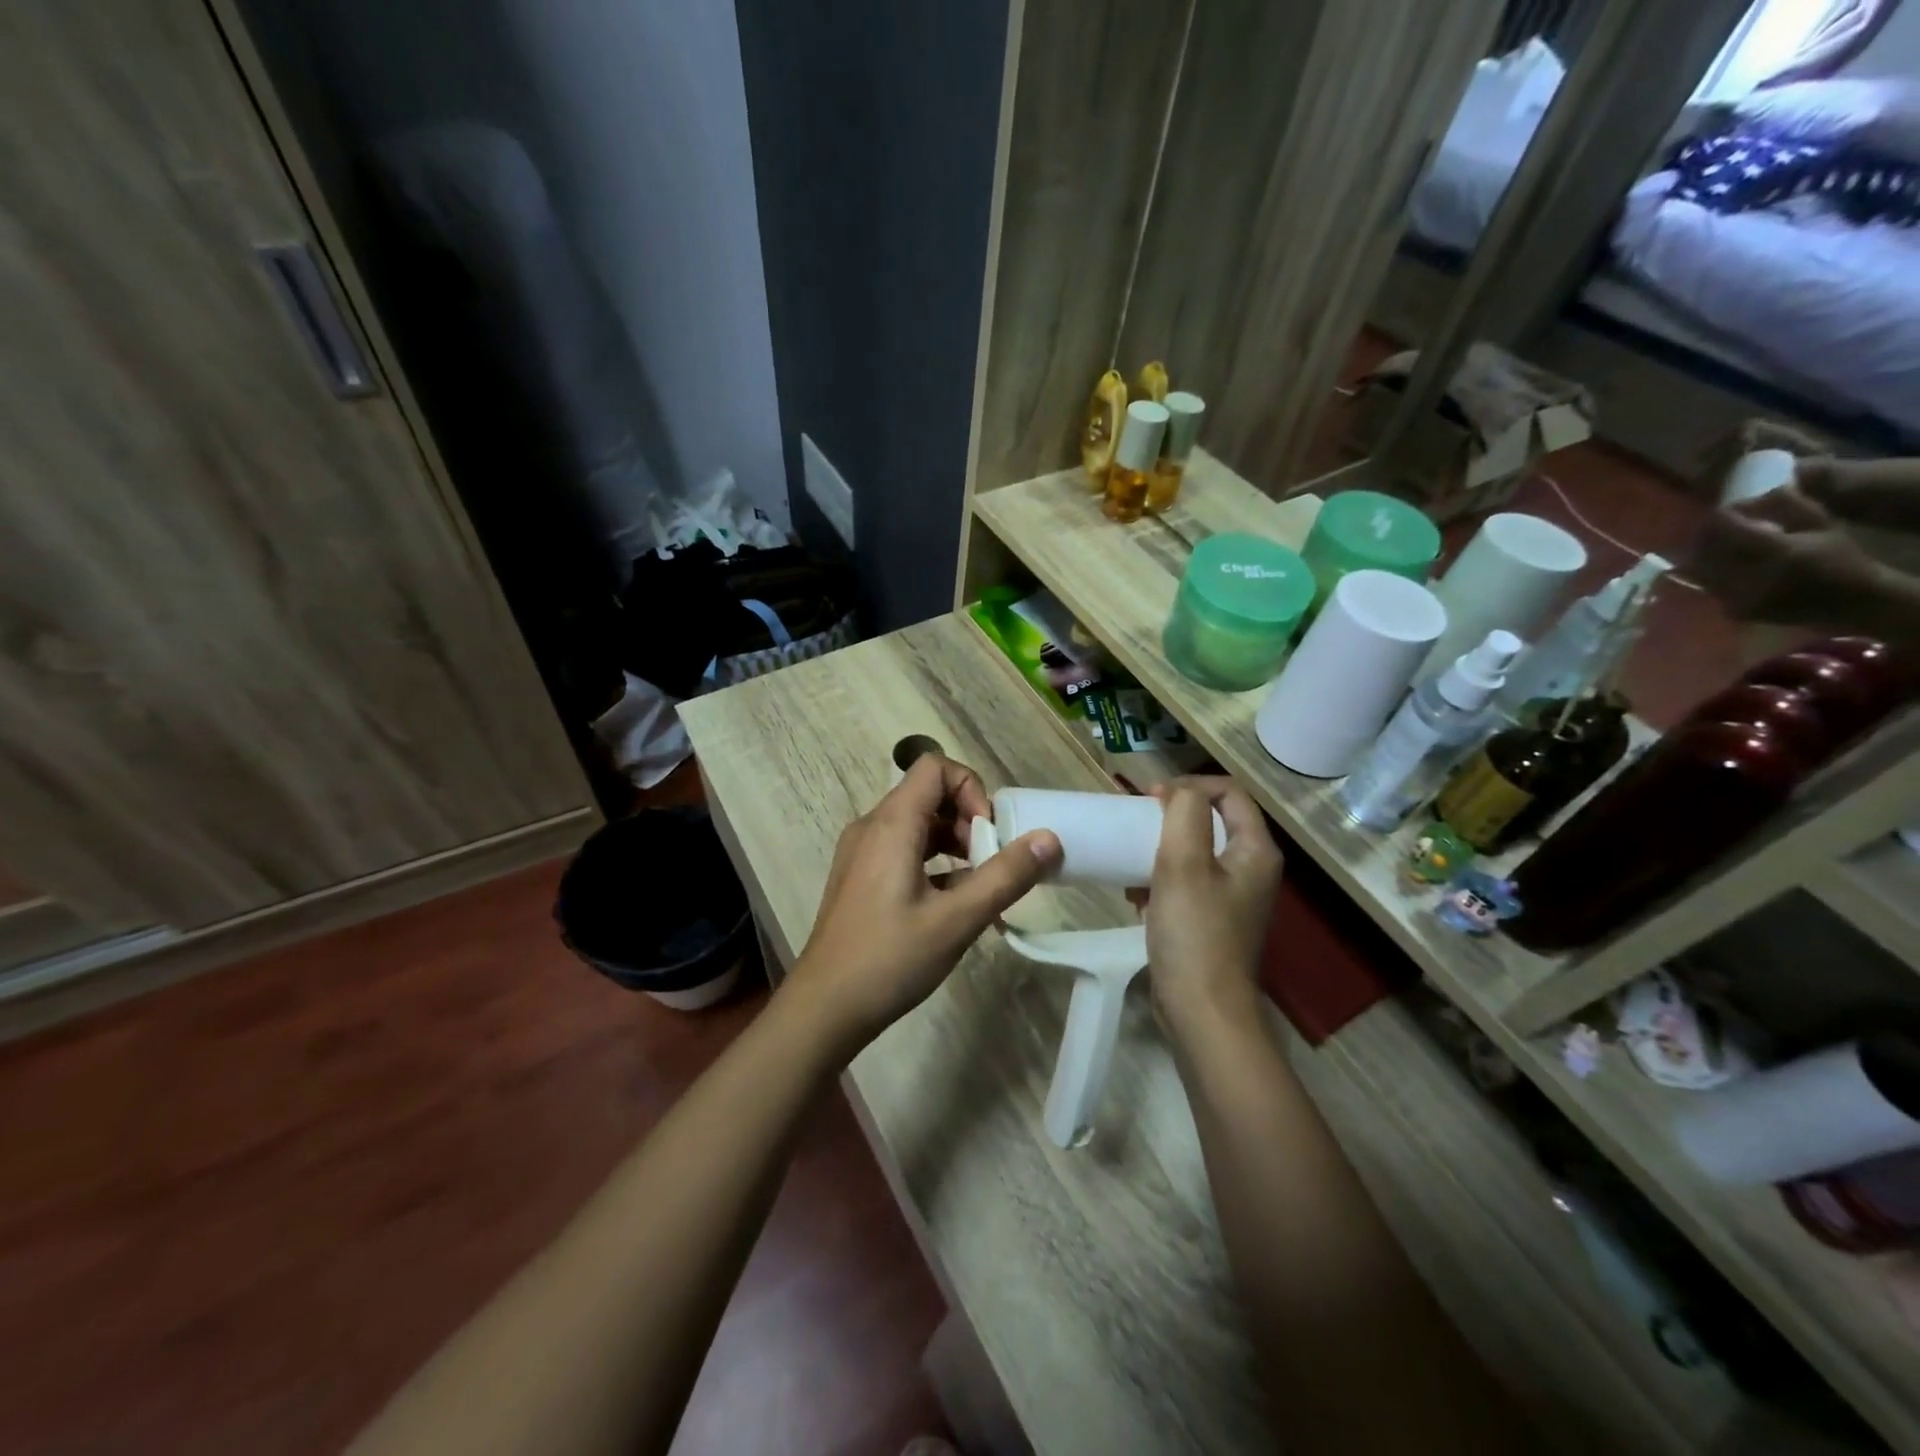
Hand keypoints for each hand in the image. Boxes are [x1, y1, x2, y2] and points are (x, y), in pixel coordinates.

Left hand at [786, 754, 1060, 1052]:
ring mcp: (862, 852)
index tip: (990, 834)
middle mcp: (872, 827)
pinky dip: (935, 864)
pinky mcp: (861, 877)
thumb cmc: (889, 959)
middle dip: (969, 820)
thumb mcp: (957, 919)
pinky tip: (953, 906)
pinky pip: (904, 851)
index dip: (971, 789)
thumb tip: (1049, 839)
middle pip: (929, 794)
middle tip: (991, 865)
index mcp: (891, 824)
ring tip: (979, 888)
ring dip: (955, 844)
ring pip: (918, 825)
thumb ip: (1005, 876)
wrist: (825, 1008)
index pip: (935, 767)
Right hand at [1142, 778, 1281, 1041]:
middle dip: (1171, 816)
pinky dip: (1160, 878)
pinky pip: (1186, 882)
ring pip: (1195, 852)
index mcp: (1255, 850)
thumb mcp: (1184, 863)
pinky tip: (1134, 894)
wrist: (1201, 1010)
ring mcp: (1233, 897)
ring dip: (1160, 848)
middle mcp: (1251, 868)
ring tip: (1130, 858)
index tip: (1149, 799)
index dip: (1189, 786)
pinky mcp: (1212, 920)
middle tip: (1135, 823)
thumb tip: (1178, 793)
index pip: (1229, 792)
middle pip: (1212, 820)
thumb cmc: (1194, 932)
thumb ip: (1185, 813)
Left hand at [1686, 488, 1885, 630]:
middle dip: (1706, 534)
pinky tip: (1721, 565)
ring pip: (1699, 570)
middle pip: (1706, 549)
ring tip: (1714, 544)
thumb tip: (1758, 491)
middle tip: (1714, 526)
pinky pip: (1707, 587)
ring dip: (1702, 554)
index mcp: (1778, 551)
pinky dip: (1709, 573)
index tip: (1728, 509)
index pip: (1727, 527)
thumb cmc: (1837, 556)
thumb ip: (1788, 505)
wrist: (1849, 601)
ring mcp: (1738, 597)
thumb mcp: (1821, 523)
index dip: (1723, 515)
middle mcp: (1752, 576)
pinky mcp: (1733, 611)